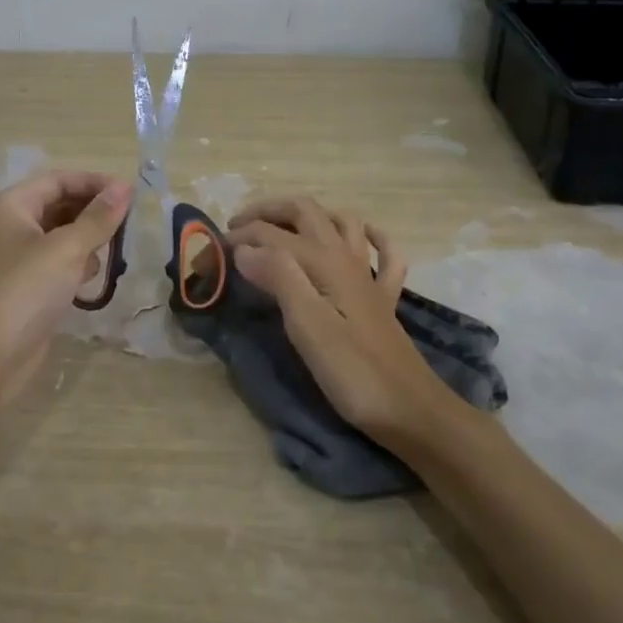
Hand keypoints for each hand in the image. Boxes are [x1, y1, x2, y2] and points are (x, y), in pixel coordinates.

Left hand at [0, 169, 131, 401]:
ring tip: (115, 249)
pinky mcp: (28, 285)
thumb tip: (125, 187)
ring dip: (89, 238)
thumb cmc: (24, 292)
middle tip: (130, 222)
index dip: (95, 183)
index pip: (59, 180)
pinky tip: (92, 277)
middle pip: (61, 204)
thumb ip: (98, 217)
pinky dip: (78, 263)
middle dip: (94, 211)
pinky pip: (60, 261)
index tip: (131, 194)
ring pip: (63, 234)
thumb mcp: (66, 249)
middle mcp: (12, 224)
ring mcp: (19, 256)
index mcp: (12, 205)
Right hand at [227, 196, 452, 442]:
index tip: (211, 249)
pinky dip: (372, 237)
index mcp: (325, 262)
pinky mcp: (383, 299)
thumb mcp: (307, 326)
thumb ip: (277, 277)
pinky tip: (361, 239)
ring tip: (281, 227)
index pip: (273, 234)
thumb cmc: (352, 372)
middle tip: (236, 227)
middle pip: (306, 212)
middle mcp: (347, 258)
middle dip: (269, 211)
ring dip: (310, 215)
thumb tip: (245, 248)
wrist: (411, 410)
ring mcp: (369, 277)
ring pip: (341, 223)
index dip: (241, 236)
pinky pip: (385, 254)